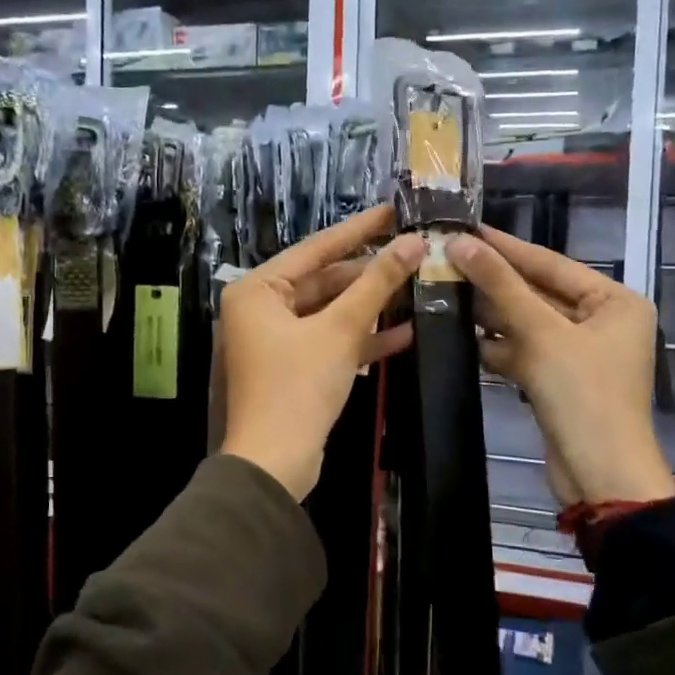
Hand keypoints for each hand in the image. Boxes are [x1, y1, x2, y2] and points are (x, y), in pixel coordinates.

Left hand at [219, 206, 423, 498]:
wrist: (275, 463)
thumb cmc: (298, 387)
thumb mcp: (340, 330)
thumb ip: (376, 284)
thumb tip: (414, 242)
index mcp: (258, 290)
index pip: (315, 248)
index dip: (359, 229)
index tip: (394, 211)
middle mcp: (261, 308)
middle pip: (324, 280)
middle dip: (369, 273)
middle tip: (413, 253)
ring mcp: (276, 339)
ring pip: (330, 311)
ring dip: (370, 305)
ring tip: (416, 285)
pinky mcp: (293, 367)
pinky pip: (329, 340)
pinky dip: (361, 338)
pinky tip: (404, 331)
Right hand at [447, 228, 674, 506]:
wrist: (599, 475)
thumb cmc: (582, 394)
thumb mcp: (542, 333)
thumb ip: (501, 286)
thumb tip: (460, 243)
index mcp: (615, 302)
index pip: (551, 263)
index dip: (505, 247)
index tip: (465, 229)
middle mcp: (602, 322)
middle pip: (538, 292)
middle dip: (493, 282)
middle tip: (446, 259)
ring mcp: (580, 353)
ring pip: (527, 323)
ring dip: (490, 314)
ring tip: (443, 290)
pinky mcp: (559, 380)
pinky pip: (524, 351)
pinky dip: (497, 346)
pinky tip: (460, 334)